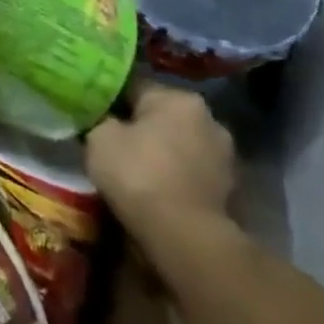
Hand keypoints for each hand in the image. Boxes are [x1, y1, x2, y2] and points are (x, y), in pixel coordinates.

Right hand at [84, 82, 235, 240]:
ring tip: (134, 168)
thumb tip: (106, 120)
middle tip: (113, 141)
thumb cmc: (138, 173)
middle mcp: (209, 118)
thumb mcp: (99, 137)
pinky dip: (175, 176)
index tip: (94, 115)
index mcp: (178, 97)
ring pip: (179, 144)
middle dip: (141, 126)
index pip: (135, 87)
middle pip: (162, 116)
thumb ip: (102, 120)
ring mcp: (224, 156)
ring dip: (161, 151)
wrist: (183, 235)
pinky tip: (155, 188)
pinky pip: (190, 171)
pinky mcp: (229, 189)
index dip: (110, 100)